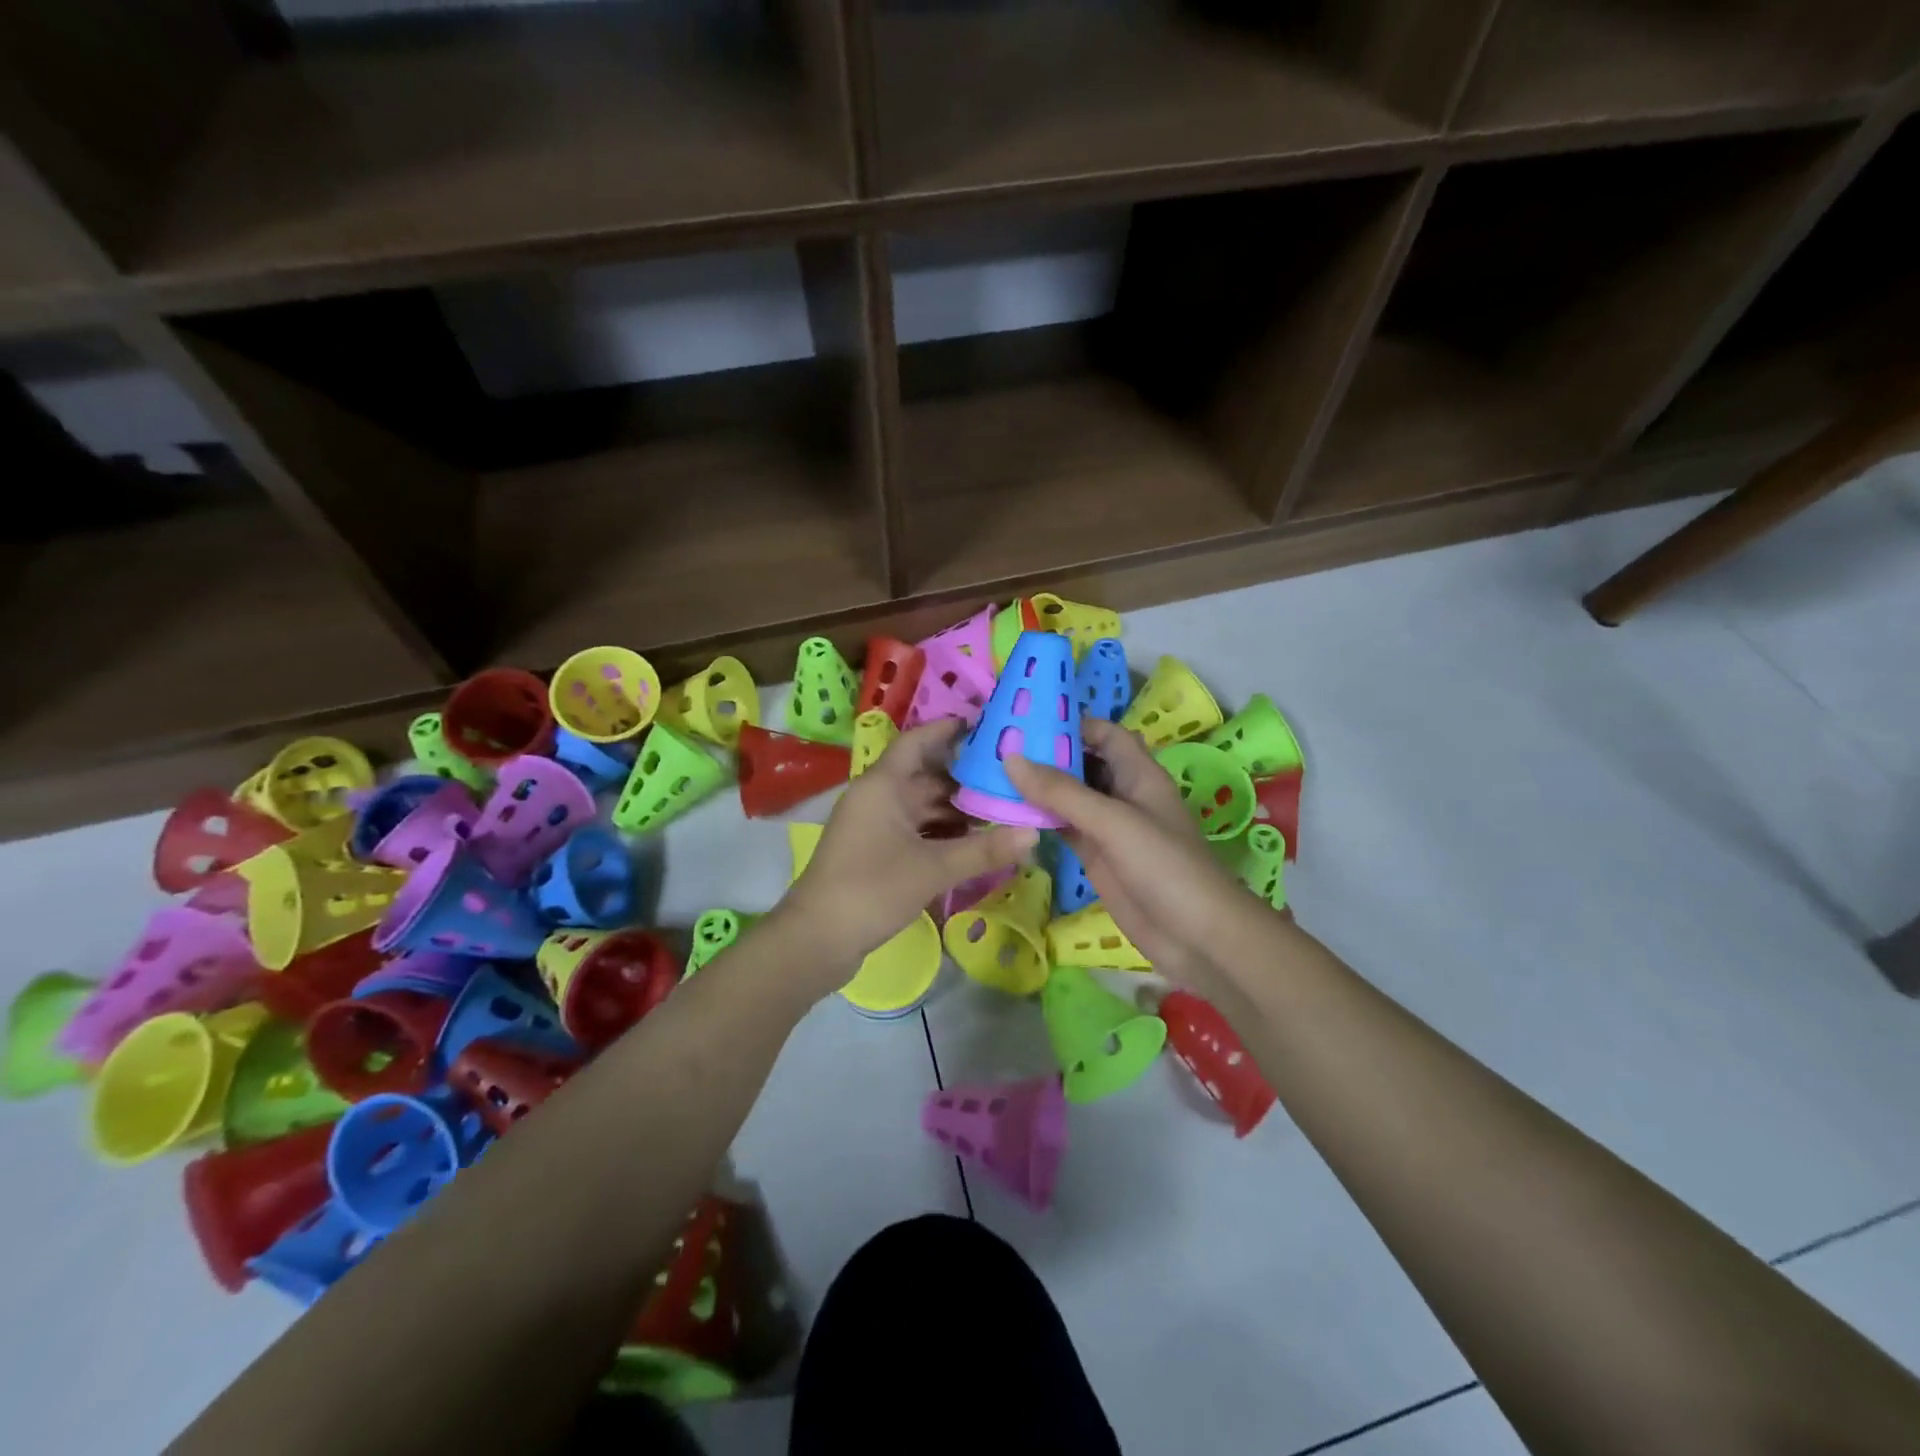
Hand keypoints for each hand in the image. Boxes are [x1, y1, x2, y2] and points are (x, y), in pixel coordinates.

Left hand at [785, 720, 1036, 973]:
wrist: (817, 938)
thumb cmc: (872, 889)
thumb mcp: (933, 868)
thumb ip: (984, 850)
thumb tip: (1034, 833)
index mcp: (883, 785)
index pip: (918, 742)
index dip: (948, 730)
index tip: (986, 725)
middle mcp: (877, 797)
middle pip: (926, 776)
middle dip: (966, 779)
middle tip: (1011, 779)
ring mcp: (874, 824)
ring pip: (922, 806)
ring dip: (956, 810)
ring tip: (1002, 812)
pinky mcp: (875, 850)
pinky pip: (915, 829)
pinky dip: (942, 833)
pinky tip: (974, 842)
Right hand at [1005, 718, 1254, 985]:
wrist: (1197, 937)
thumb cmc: (1164, 866)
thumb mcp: (1113, 821)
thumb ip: (1062, 791)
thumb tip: (1011, 757)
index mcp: (1138, 773)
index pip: (1104, 734)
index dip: (1071, 723)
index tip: (1026, 720)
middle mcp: (1122, 794)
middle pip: (1082, 763)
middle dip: (1045, 754)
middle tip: (996, 745)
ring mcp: (1108, 828)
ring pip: (1068, 797)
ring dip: (1037, 787)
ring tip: (991, 773)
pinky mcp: (1096, 857)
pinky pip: (1063, 828)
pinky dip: (1039, 819)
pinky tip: (1007, 813)